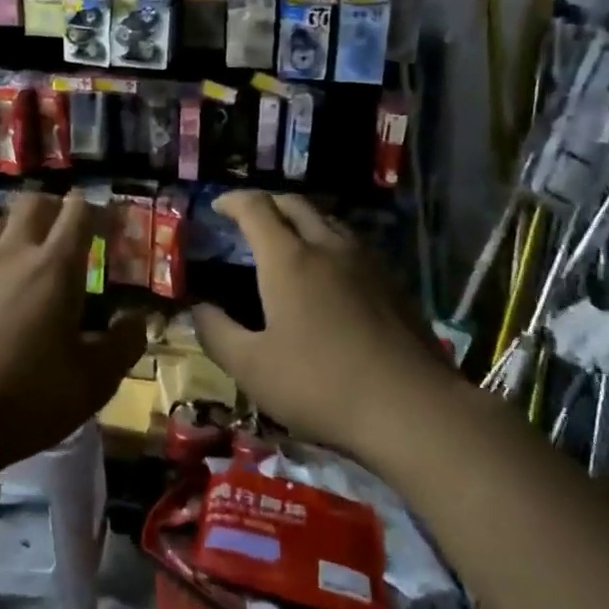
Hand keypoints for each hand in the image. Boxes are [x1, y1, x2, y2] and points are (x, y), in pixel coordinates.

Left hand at [0, 192, 147, 482]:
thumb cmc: (25, 399)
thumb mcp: (93, 383)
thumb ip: (124, 344)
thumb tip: (136, 318)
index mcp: (54, 267)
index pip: (78, 212)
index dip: (97, 211)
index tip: (108, 227)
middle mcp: (12, 252)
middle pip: (34, 203)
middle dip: (56, 208)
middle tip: (68, 233)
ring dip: (18, 227)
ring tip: (27, 253)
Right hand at [191, 192, 449, 456]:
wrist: (411, 407)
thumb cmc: (320, 385)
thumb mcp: (252, 368)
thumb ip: (216, 333)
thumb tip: (197, 309)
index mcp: (289, 259)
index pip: (256, 208)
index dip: (232, 201)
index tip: (217, 206)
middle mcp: (328, 247)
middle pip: (296, 205)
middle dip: (268, 204)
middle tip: (250, 220)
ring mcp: (367, 262)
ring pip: (329, 221)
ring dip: (302, 221)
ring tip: (289, 242)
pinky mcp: (394, 283)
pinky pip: (354, 246)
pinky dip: (330, 243)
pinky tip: (331, 274)